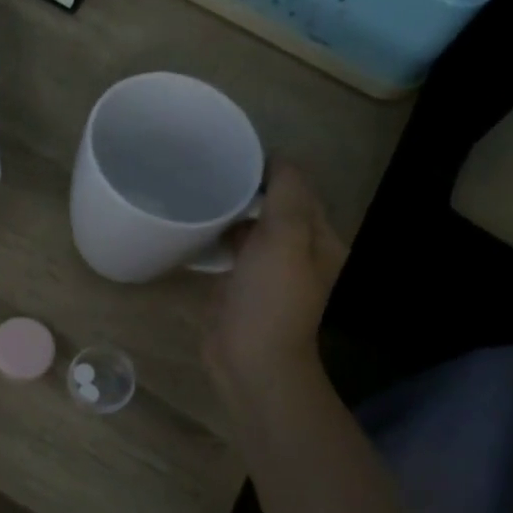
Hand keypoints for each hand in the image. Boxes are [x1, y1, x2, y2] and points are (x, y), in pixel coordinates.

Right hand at [204, 164, 345, 397]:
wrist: (250, 360)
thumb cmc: (272, 298)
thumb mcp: (286, 238)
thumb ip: (287, 194)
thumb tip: (278, 158)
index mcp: (319, 239)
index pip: (298, 189)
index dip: (272, 168)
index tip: (233, 152)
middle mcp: (297, 251)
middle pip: (273, 206)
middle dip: (247, 186)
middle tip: (208, 166)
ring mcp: (266, 270)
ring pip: (250, 227)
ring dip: (230, 210)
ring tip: (197, 187)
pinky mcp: (238, 285)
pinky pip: (229, 249)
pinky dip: (216, 235)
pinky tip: (193, 224)